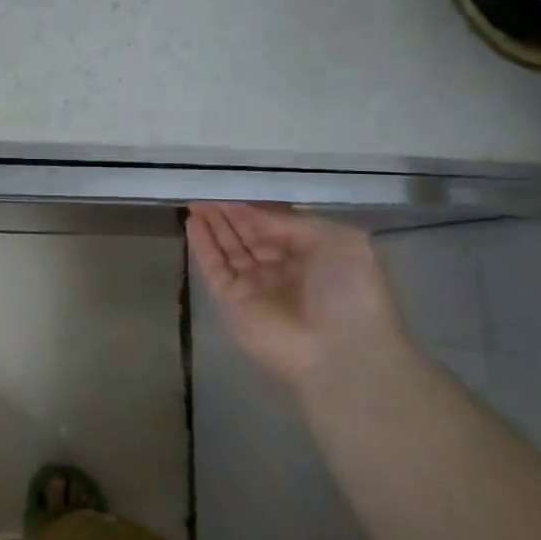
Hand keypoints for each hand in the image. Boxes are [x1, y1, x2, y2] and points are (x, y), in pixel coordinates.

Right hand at [186, 203, 412, 384]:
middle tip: (206, 191)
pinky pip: (214, 267)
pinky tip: (192, 222)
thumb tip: (254, 212)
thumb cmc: (348, 291)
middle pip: (249, 235)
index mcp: (312, 254)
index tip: (233, 188)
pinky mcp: (231, 301)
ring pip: (228, 249)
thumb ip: (291, 222)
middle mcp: (282, 269)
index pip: (276, 225)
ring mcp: (255, 286)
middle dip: (228, 214)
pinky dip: (202, 245)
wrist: (340, 351)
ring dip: (212, 225)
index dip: (254, 208)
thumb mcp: (336, 240)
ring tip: (194, 201)